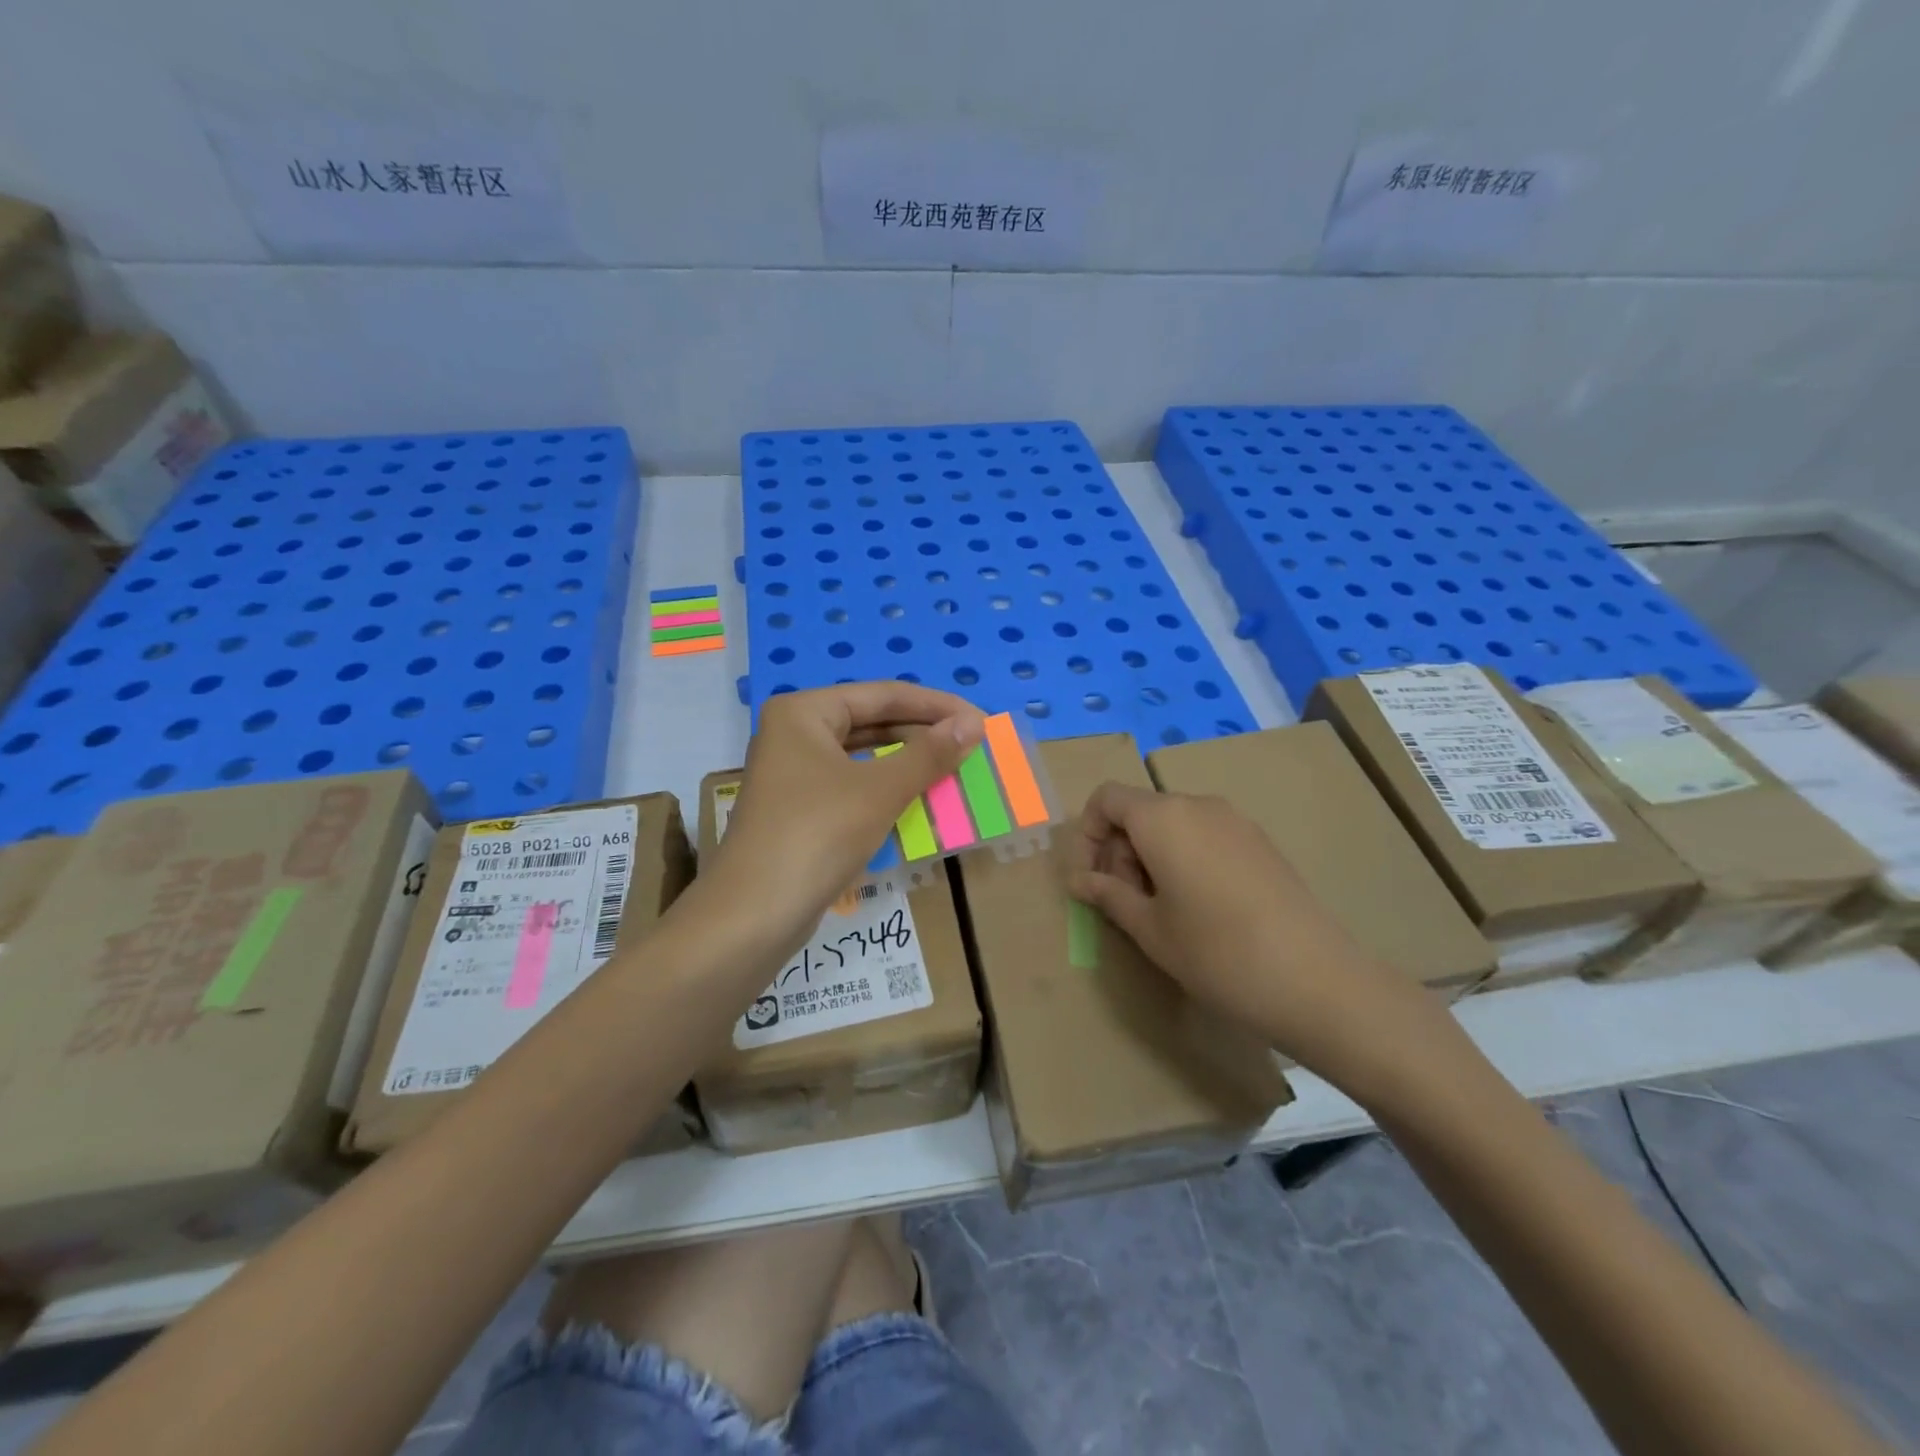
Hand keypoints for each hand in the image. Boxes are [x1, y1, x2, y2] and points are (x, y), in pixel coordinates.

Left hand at [702, 682, 983, 955]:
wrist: (753, 915)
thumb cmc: (817, 834)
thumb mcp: (880, 790)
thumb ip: (929, 754)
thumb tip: (973, 724)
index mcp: (804, 712)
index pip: (883, 695)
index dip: (936, 706)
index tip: (981, 720)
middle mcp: (794, 733)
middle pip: (871, 721)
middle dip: (923, 733)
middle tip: (971, 745)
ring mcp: (794, 774)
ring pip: (863, 756)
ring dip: (908, 762)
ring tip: (952, 767)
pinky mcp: (799, 810)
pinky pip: (853, 786)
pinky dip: (887, 789)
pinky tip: (918, 799)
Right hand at [1066, 783, 1445, 1083]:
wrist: (1317, 980)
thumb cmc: (1216, 953)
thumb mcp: (1150, 929)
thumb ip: (1108, 895)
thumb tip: (1079, 880)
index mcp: (1162, 818)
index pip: (1107, 799)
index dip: (1088, 834)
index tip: (1091, 880)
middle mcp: (1198, 805)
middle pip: (1140, 810)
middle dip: (1118, 849)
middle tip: (1122, 902)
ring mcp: (1236, 821)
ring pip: (1173, 824)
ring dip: (1150, 856)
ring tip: (1160, 910)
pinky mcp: (1261, 842)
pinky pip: (1205, 835)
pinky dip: (1185, 858)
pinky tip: (1199, 908)